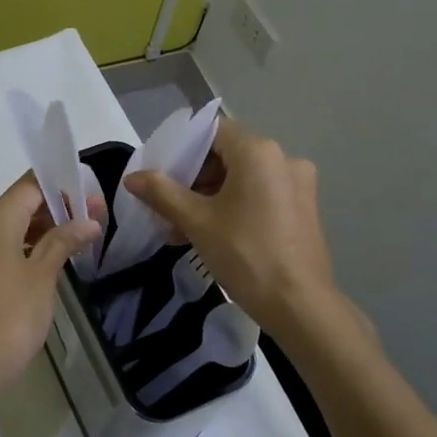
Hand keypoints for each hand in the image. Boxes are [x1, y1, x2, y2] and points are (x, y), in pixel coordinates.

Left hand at [0, 174, 102, 387]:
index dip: (61, 188)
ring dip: (40, 231)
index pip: (28, 187)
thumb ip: (63, 242)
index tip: (90, 198)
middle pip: (17, 206)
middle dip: (55, 210)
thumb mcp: (43, 276)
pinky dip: (23, 249)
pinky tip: (48, 262)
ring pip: (8, 229)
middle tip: (92, 221)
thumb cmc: (12, 316)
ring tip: (76, 241)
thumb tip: (88, 222)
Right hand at [123, 119, 336, 340]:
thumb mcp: (197, 222)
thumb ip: (162, 193)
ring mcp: (299, 183)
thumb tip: (133, 178)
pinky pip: (262, 194)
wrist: (299, 304)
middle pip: (228, 154)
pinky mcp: (304, 207)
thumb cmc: (245, 254)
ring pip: (244, 177)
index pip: (213, 131)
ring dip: (212, 195)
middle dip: (195, 178)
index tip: (162, 173)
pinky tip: (214, 234)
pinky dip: (236, 205)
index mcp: (259, 152)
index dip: (184, 148)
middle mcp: (284, 158)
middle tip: (169, 206)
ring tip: (185, 227)